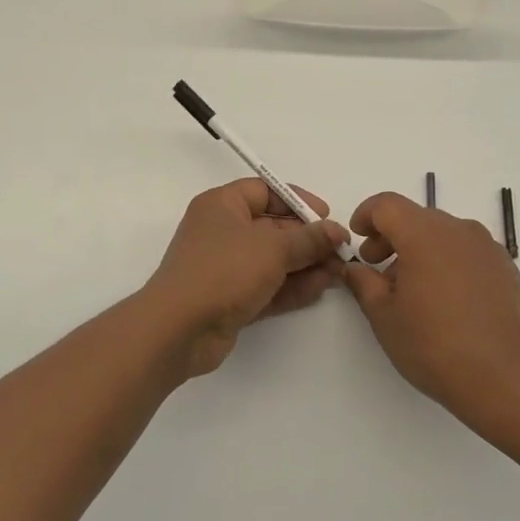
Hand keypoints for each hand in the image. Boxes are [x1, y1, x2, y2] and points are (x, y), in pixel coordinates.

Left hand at [143, 179, 350, 379]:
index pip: (264, 191)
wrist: (179, 329)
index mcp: (222, 205)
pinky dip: (292, 286)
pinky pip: (267, 286)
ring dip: (305, 265)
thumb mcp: (273, 248)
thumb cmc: (223, 271)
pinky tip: (321, 288)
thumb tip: (336, 231)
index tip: (326, 215)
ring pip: (272, 260)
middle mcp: (221, 232)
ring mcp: (225, 267)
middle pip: (272, 227)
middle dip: (308, 239)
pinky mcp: (230, 298)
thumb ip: (309, 239)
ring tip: (338, 272)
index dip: (297, 200)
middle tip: (340, 250)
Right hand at [341, 192, 519, 443]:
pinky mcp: (506, 268)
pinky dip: (447, 261)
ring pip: (443, 234)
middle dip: (391, 236)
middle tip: (376, 268)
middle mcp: (459, 230)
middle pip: (416, 217)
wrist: (506, 379)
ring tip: (410, 289)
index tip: (357, 238)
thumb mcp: (384, 316)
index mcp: (424, 234)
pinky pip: (467, 252)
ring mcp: (488, 248)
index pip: (387, 205)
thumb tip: (355, 268)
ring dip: (420, 250)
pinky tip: (444, 299)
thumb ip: (364, 283)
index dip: (365, 215)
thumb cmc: (434, 345)